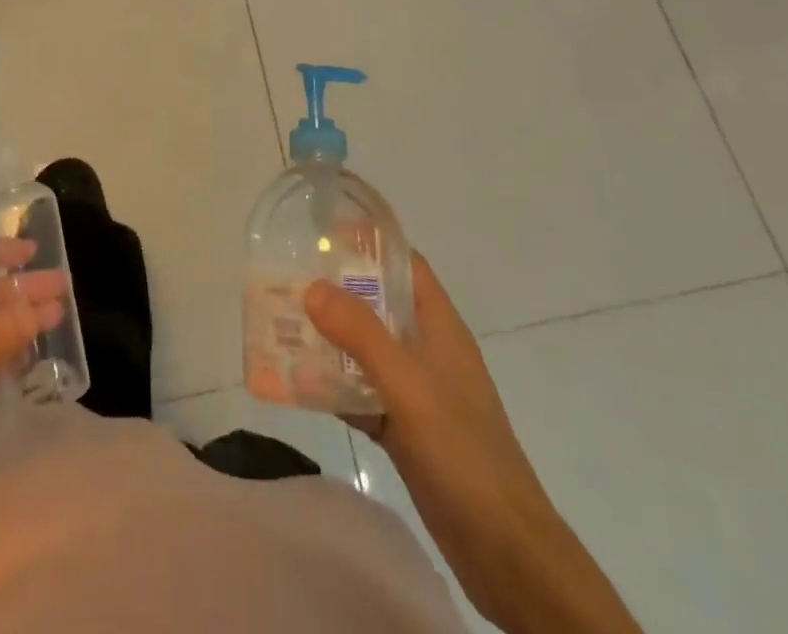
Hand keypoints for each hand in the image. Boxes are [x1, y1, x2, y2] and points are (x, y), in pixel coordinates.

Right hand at [306, 254, 639, 633]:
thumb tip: (312, 286)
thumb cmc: (463, 453)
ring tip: (282, 327)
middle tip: (287, 282)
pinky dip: (335, 387)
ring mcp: (419, 393)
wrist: (506, 552)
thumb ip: (361, 335)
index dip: (370, 244)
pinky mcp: (408, 431)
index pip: (405, 266)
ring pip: (367, 351)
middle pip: (379, 305)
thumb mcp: (409, 386)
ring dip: (330, 340)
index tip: (323, 236)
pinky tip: (299, 385)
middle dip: (336, 292)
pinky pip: (364, 394)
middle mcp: (429, 351)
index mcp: (440, 327)